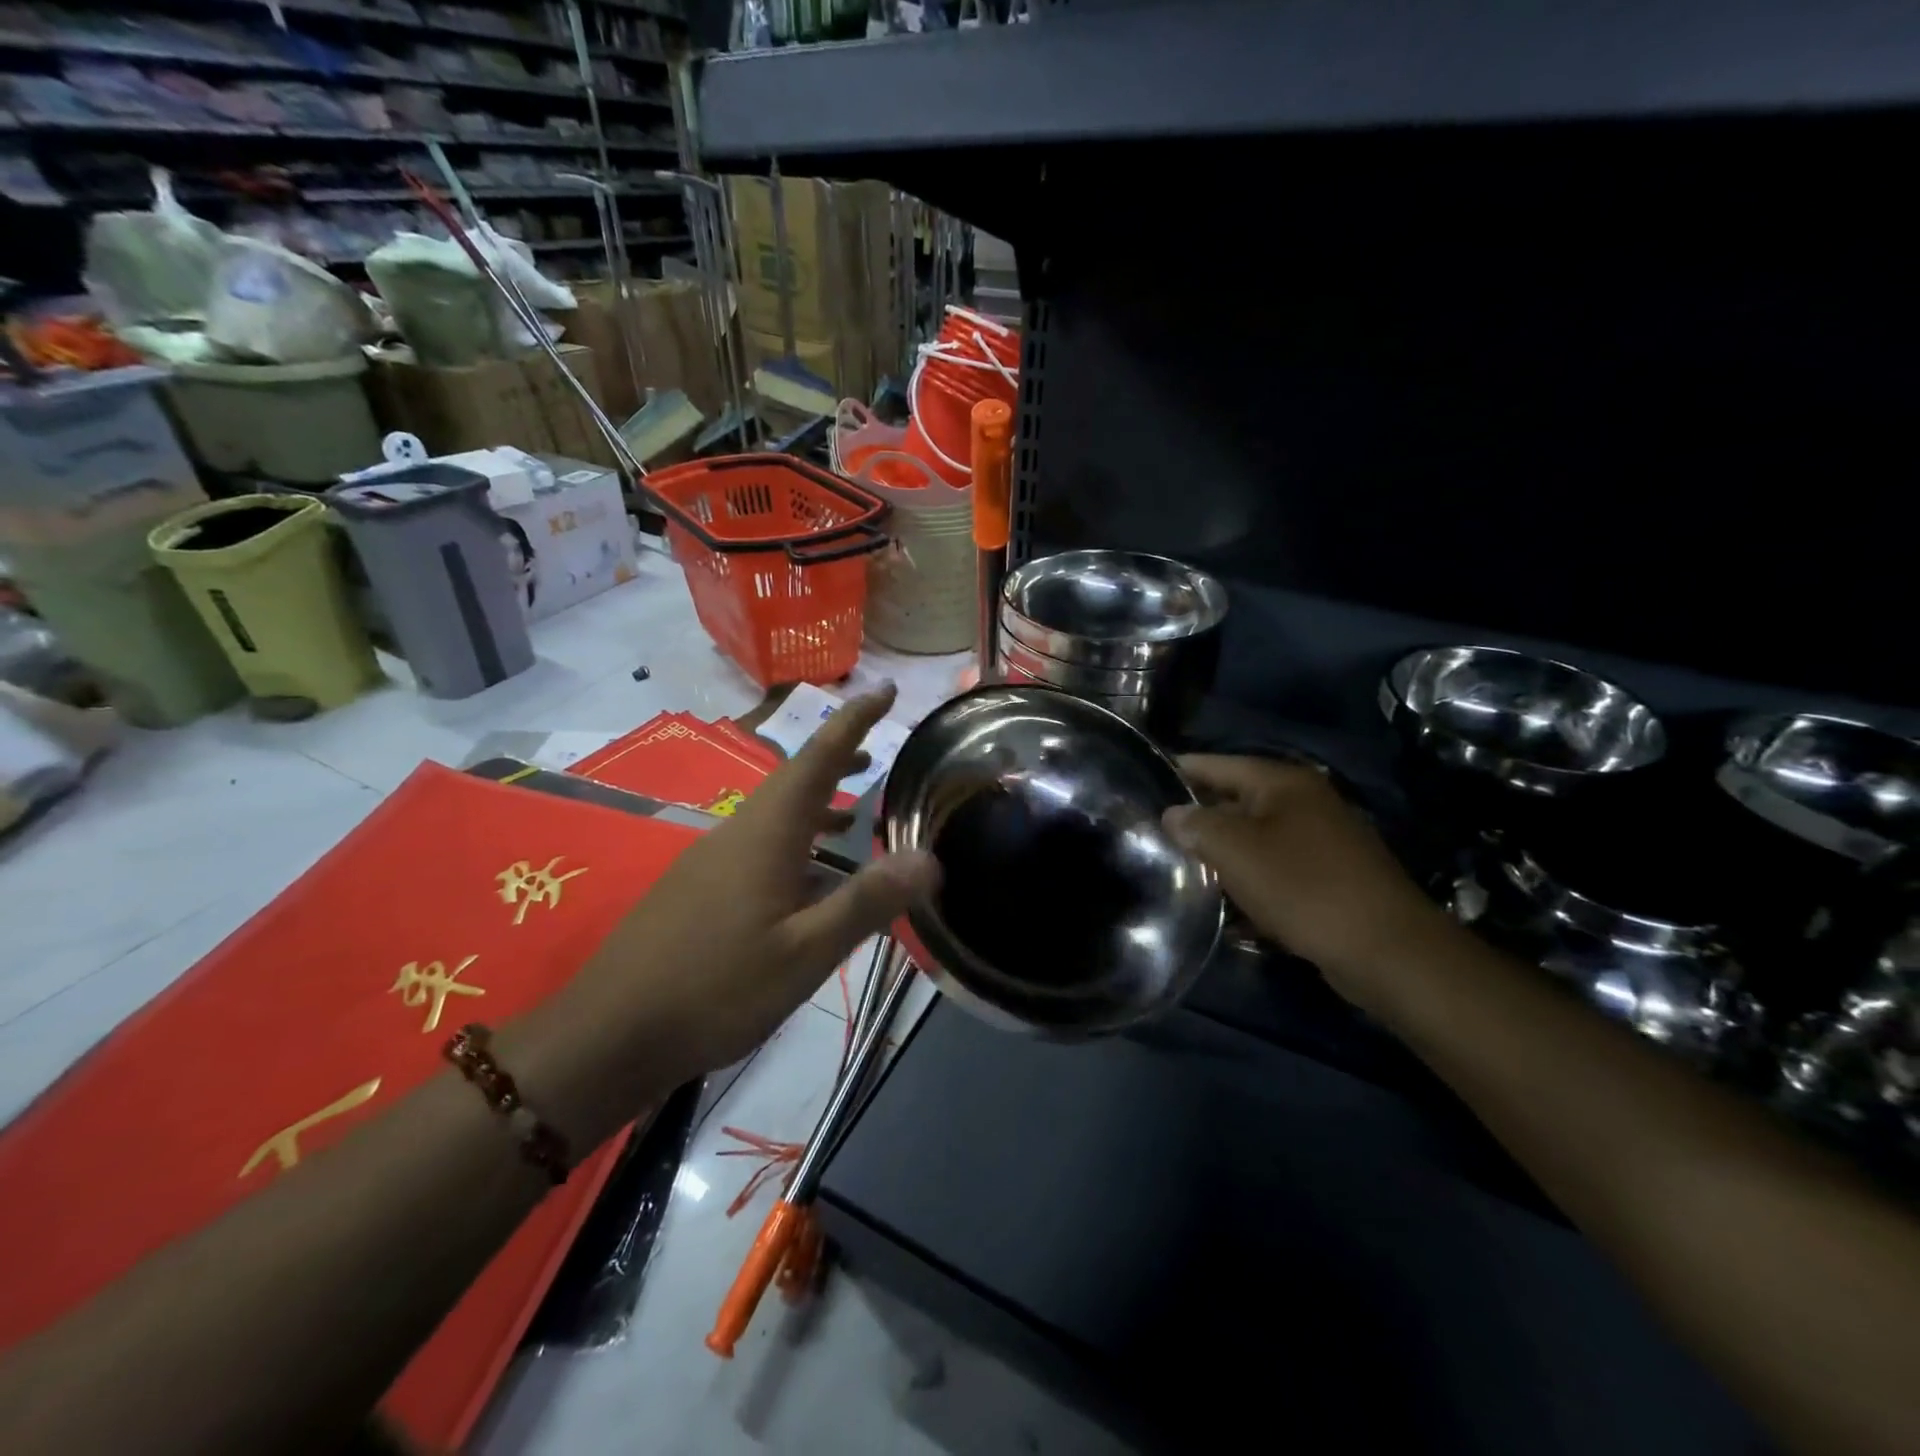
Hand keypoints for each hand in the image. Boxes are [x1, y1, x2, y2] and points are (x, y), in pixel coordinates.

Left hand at [523, 688, 939, 1146]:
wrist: (608, 1033)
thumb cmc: (716, 989)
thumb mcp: (805, 953)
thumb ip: (866, 902)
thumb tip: (929, 858)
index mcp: (767, 833)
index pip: (819, 757)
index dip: (854, 719)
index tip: (885, 689)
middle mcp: (737, 831)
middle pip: (794, 779)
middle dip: (837, 760)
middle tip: (877, 756)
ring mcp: (710, 858)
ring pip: (774, 814)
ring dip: (815, 805)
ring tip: (851, 820)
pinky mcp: (695, 887)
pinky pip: (756, 844)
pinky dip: (792, 842)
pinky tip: (802, 882)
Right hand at [1163, 755, 1451, 1011]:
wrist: (1385, 950)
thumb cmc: (1303, 887)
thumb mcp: (1237, 851)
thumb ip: (1197, 826)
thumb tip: (1173, 814)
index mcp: (1284, 783)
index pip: (1219, 764)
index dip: (1181, 771)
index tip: (1145, 780)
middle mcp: (1304, 803)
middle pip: (1236, 800)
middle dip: (1198, 818)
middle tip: (1154, 832)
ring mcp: (1320, 840)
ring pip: (1254, 839)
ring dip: (1222, 854)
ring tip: (1180, 868)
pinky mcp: (1328, 877)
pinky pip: (1275, 870)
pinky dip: (1249, 882)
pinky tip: (1225, 905)